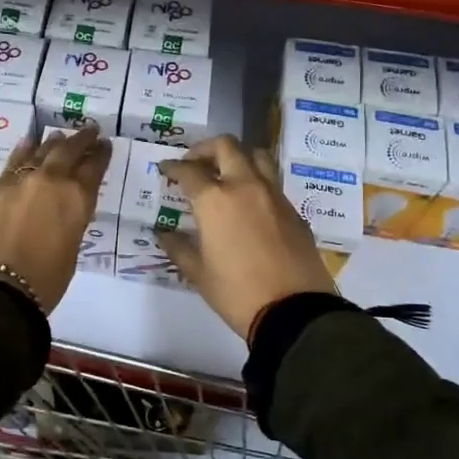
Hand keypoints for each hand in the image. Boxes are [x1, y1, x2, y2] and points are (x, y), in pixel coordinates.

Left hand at [0, 125, 112, 311]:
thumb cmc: (44, 281)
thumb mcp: (71, 250)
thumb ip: (70, 222)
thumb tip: (63, 211)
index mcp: (77, 199)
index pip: (94, 168)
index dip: (101, 154)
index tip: (105, 144)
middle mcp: (52, 181)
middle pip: (69, 151)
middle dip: (81, 140)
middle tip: (89, 130)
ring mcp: (21, 181)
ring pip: (41, 152)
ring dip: (54, 143)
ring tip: (60, 136)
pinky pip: (14, 161)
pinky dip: (24, 150)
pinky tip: (28, 143)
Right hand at [157, 135, 336, 338]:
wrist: (295, 311)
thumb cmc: (237, 293)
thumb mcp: (199, 274)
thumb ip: (179, 247)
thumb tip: (164, 234)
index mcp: (215, 200)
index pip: (189, 171)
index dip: (173, 167)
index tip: (165, 169)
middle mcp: (245, 187)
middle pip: (226, 147)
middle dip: (205, 149)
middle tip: (195, 164)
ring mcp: (274, 195)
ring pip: (256, 156)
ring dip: (237, 157)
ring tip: (226, 173)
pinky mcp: (294, 210)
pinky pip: (272, 182)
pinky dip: (256, 181)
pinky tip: (249, 203)